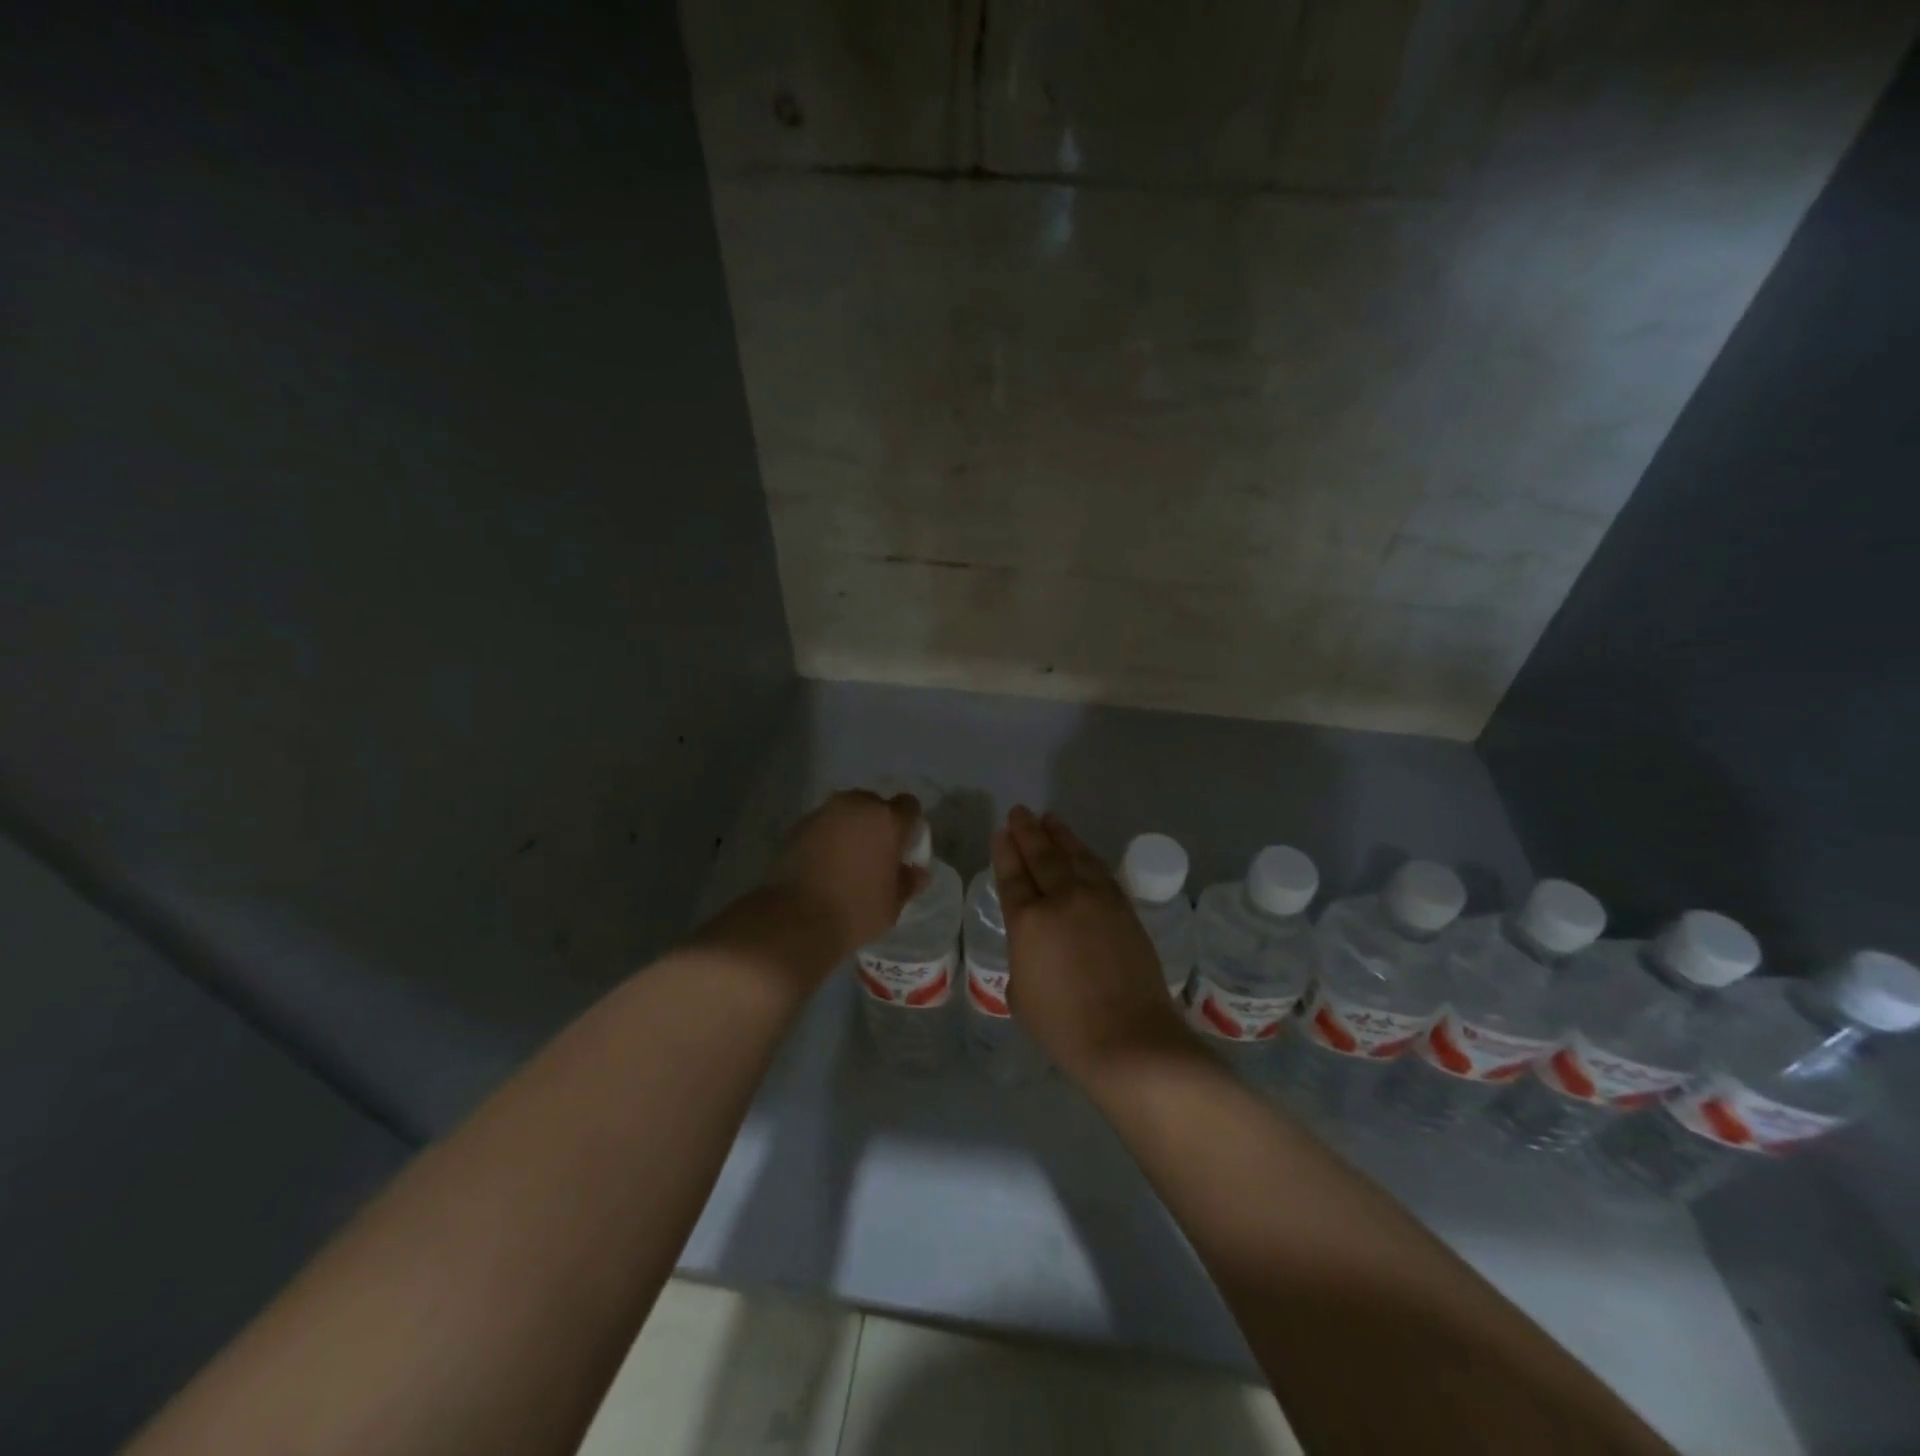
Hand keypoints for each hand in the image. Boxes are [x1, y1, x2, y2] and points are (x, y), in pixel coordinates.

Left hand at [773, 790, 925, 963]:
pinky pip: (824, 823)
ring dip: (851, 827)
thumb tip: (916, 872)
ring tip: (846, 857)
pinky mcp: (800, 824)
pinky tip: (824, 862)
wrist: (798, 918)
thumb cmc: (856, 910)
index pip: (909, 805)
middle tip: (874, 853)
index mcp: (888, 821)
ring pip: (847, 811)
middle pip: (875, 804)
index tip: (903, 847)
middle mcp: (858, 805)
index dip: (909, 825)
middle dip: (877, 823)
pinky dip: (827, 835)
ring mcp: (826, 812)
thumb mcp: (893, 904)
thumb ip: (908, 881)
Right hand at [994, 806, 1188, 1084]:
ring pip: (1074, 856)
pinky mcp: (1125, 908)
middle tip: (1019, 812)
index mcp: (1028, 922)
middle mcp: (1061, 900)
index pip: (1013, 876)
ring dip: (1060, 835)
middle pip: (1042, 856)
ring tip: (1049, 819)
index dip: (1005, 852)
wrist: (1128, 1038)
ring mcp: (1097, 900)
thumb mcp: (1022, 996)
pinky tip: (1082, 851)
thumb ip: (1022, 961)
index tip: (1001, 832)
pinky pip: (1101, 871)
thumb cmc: (1064, 1026)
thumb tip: (1034, 949)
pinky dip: (1087, 856)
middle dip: (1028, 832)